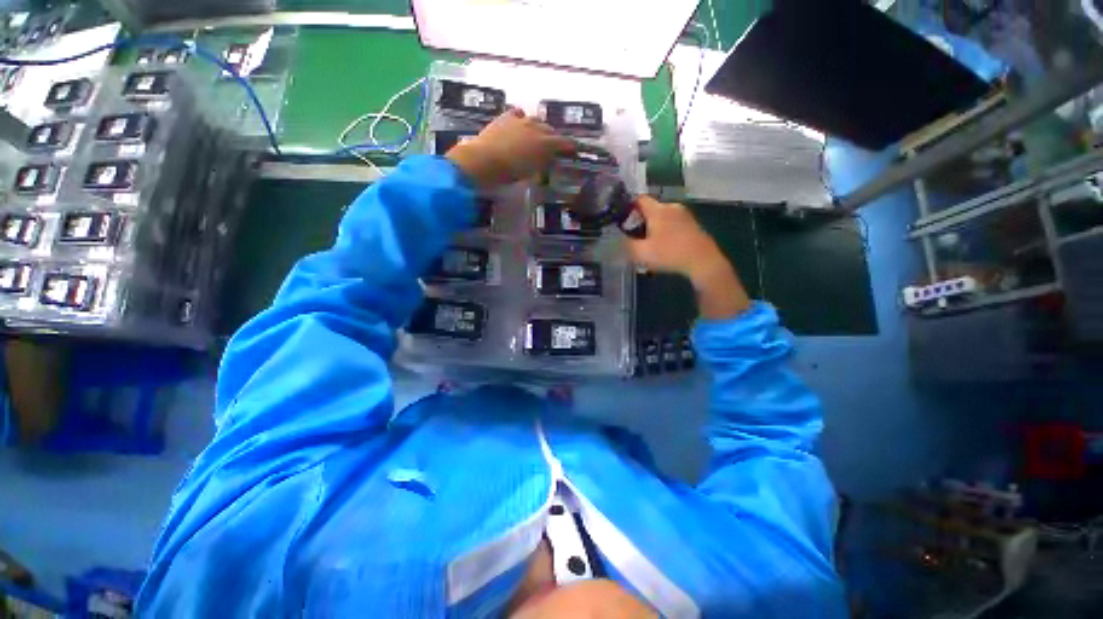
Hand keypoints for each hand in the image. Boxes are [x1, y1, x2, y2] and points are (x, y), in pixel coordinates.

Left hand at [446, 108, 574, 188]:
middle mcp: (537, 127)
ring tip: (537, 137)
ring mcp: (521, 120)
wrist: (484, 160)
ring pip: (536, 121)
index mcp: (546, 143)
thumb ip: (543, 164)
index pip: (565, 143)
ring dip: (539, 129)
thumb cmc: (510, 172)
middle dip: (554, 139)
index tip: (573, 152)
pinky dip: (522, 119)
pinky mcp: (506, 117)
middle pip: (551, 130)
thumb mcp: (532, 173)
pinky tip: (520, 123)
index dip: (570, 148)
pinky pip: (519, 114)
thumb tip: (550, 160)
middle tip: (553, 149)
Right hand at [626, 196, 725, 283]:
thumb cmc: (670, 254)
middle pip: (650, 209)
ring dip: (653, 227)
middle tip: (633, 237)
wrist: (703, 261)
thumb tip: (620, 239)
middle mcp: (671, 207)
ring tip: (648, 244)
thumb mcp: (642, 253)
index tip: (622, 221)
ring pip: (662, 217)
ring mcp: (684, 215)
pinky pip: (673, 223)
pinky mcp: (692, 224)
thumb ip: (627, 245)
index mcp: (658, 210)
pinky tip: (664, 247)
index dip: (628, 208)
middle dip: (640, 221)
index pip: (639, 199)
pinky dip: (665, 231)